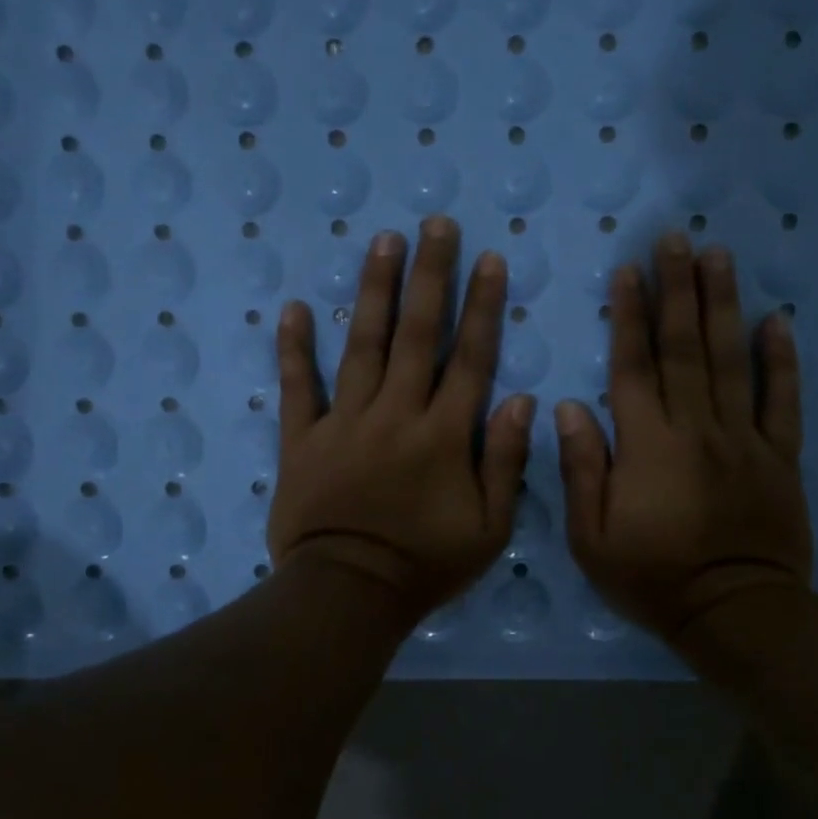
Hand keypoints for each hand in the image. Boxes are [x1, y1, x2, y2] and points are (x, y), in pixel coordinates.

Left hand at [269, 216, 534, 627]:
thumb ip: (507, 463)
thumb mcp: (489, 529)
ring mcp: (345, 422)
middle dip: (429, 276)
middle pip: (417, 335)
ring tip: (381, 241)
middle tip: (435, 224)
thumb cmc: (425, 565)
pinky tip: (293, 308)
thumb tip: (524, 401)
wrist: (347, 594)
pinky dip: (294, 349)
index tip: (488, 259)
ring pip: (363, 346)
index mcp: (445, 435)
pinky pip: (298, 387)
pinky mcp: (302, 439)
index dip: (482, 306)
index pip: (470, 358)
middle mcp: (397, 414)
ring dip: (374, 291)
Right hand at [556, 232, 811, 644]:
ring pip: (732, 361)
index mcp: (647, 446)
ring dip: (724, 305)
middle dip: (677, 289)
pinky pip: (784, 400)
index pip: (634, 367)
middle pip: (685, 348)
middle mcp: (697, 428)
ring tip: (719, 256)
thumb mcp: (591, 538)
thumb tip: (569, 406)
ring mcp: (744, 439)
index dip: (629, 316)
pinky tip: (777, 320)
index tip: (628, 271)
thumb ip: (581, 469)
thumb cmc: (653, 579)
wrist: (734, 613)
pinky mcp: (780, 456)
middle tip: (675, 238)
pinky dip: (783, 359)